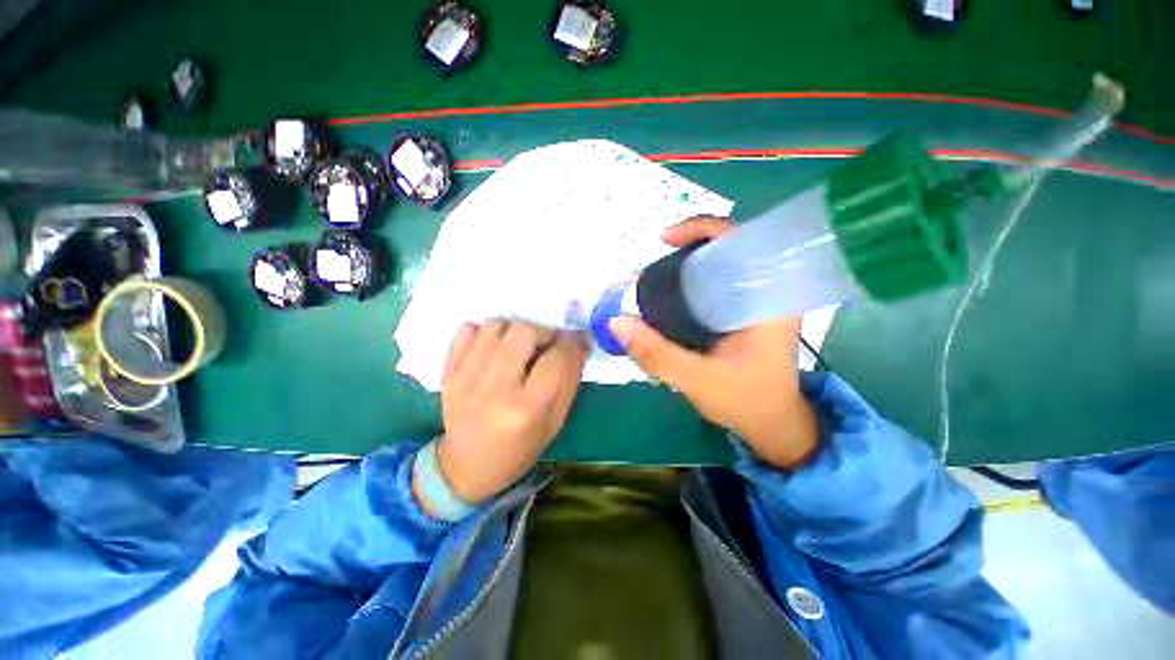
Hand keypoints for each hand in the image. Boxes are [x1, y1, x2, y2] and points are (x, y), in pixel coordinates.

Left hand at [427, 320, 588, 507]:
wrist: (465, 466)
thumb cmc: (518, 449)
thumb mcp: (554, 423)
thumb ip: (569, 381)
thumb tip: (578, 344)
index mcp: (527, 409)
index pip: (556, 359)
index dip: (572, 344)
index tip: (575, 341)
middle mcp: (495, 388)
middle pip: (524, 332)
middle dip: (543, 331)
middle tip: (545, 344)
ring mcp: (466, 377)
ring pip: (495, 325)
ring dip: (514, 329)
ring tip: (518, 347)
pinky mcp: (448, 371)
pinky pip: (466, 330)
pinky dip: (485, 332)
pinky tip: (493, 348)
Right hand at [609, 217, 818, 468]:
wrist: (773, 425)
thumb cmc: (746, 402)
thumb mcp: (698, 381)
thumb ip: (657, 353)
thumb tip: (618, 321)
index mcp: (769, 298)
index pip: (742, 240)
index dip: (703, 228)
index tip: (664, 239)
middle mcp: (767, 291)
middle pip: (727, 249)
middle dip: (686, 249)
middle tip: (652, 266)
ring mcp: (756, 301)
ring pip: (719, 267)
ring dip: (685, 267)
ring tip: (653, 279)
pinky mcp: (744, 313)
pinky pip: (716, 285)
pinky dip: (690, 284)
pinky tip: (669, 296)